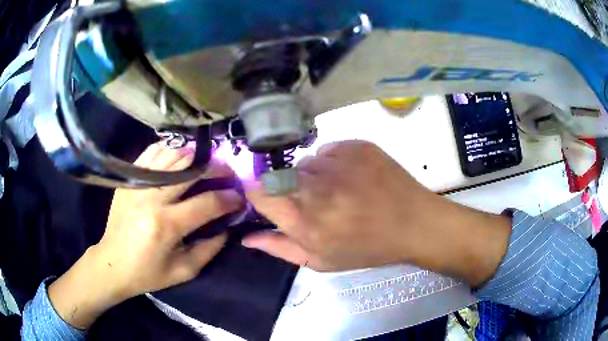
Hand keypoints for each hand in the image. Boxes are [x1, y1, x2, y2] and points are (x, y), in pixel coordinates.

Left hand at [49, 143, 243, 328]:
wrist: (112, 263)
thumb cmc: (148, 272)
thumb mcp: (183, 271)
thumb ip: (209, 249)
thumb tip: (227, 226)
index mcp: (166, 225)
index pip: (207, 203)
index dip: (229, 199)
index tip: (239, 198)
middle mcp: (151, 198)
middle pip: (191, 171)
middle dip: (216, 169)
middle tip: (227, 173)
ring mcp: (137, 183)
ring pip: (172, 155)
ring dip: (195, 157)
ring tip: (206, 164)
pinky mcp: (128, 178)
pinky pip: (152, 152)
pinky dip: (170, 150)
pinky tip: (180, 156)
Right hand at [244, 140, 510, 285]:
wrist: (414, 224)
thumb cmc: (367, 249)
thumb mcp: (321, 261)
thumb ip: (279, 248)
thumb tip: (247, 237)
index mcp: (304, 221)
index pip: (258, 192)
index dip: (259, 194)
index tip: (269, 200)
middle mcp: (316, 187)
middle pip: (279, 174)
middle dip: (288, 188)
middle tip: (314, 201)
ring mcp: (338, 162)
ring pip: (305, 161)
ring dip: (313, 175)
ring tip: (338, 190)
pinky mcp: (356, 146)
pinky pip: (328, 149)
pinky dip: (333, 162)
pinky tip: (352, 177)